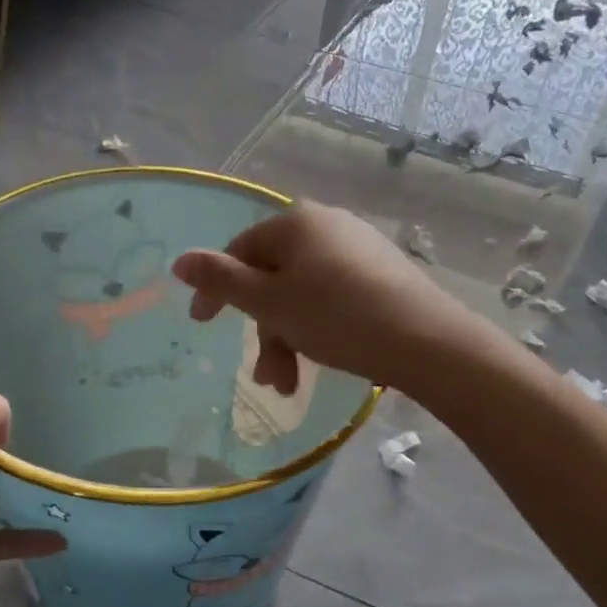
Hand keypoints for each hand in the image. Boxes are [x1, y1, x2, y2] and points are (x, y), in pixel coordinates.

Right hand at [172, 201, 468, 395]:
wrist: (426, 340)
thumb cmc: (336, 317)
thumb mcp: (270, 303)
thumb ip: (221, 281)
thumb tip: (180, 260)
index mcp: (296, 222)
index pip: (240, 251)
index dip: (216, 290)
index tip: (201, 325)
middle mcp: (327, 225)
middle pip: (274, 278)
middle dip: (264, 331)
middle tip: (266, 376)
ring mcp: (359, 249)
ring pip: (303, 295)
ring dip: (289, 340)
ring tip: (291, 384)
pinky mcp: (382, 274)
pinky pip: (333, 299)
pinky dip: (318, 331)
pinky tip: (325, 361)